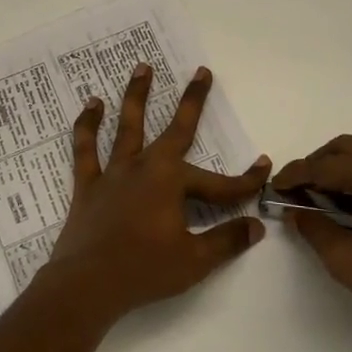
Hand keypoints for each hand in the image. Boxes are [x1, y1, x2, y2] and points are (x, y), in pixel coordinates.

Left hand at [45, 63, 270, 327]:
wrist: (87, 285)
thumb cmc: (144, 271)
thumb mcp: (194, 260)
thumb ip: (226, 240)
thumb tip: (257, 226)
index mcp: (171, 182)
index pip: (219, 183)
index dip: (245, 181)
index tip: (264, 168)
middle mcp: (144, 166)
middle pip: (175, 129)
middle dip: (192, 101)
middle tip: (201, 71)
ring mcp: (114, 173)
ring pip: (128, 125)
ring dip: (137, 95)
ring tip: (142, 67)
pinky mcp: (88, 184)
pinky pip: (86, 149)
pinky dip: (87, 126)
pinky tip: (91, 104)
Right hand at [274, 136, 351, 351]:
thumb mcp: (346, 261)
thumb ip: (314, 228)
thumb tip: (295, 209)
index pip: (323, 166)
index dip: (294, 176)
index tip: (274, 188)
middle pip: (342, 149)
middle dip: (315, 166)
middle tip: (295, 192)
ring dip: (336, 168)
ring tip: (318, 199)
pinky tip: (348, 202)